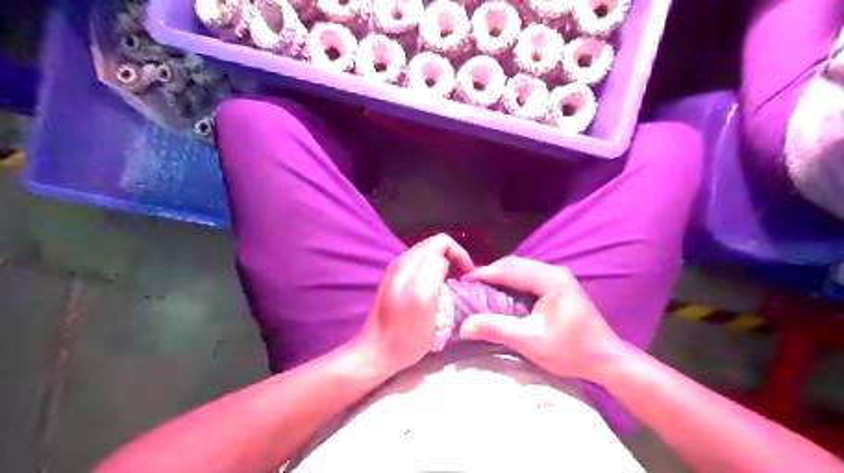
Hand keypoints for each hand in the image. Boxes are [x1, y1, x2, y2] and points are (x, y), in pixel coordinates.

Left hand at [353, 232, 473, 377]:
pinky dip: (433, 277)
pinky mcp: (394, 285)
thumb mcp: (424, 299)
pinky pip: (420, 271)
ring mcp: (396, 274)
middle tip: (462, 282)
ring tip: (452, 289)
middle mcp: (401, 262)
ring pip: (428, 259)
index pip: (442, 241)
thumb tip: (444, 263)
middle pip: (435, 247)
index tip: (467, 276)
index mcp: (409, 263)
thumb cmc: (405, 332)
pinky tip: (436, 295)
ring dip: (444, 269)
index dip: (460, 254)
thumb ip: (434, 270)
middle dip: (453, 260)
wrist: (377, 352)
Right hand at [455, 258, 625, 381]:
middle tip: (469, 284)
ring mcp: (558, 277)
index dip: (483, 273)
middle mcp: (554, 272)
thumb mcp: (530, 341)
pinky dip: (511, 280)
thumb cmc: (571, 350)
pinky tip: (501, 292)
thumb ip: (496, 329)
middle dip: (490, 271)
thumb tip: (464, 326)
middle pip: (514, 263)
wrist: (606, 359)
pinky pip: (528, 275)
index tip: (462, 281)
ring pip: (521, 268)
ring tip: (480, 287)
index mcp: (549, 279)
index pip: (508, 269)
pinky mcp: (558, 285)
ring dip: (500, 275)